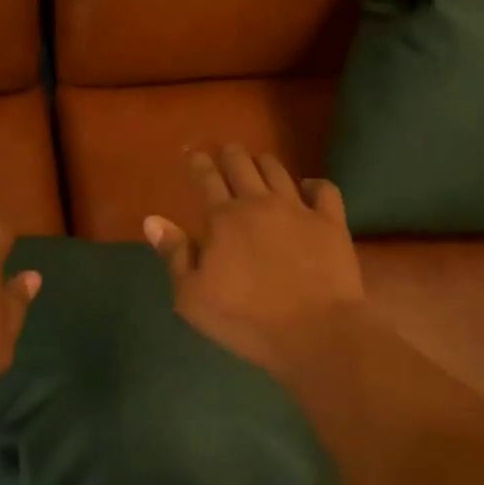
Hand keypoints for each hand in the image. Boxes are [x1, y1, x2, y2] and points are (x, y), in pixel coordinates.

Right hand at [143, 146, 366, 384]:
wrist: (314, 333)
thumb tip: (152, 220)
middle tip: (226, 150)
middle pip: (241, 164)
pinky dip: (313, 184)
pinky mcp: (331, 222)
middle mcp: (258, 203)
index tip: (192, 152)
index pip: (207, 178)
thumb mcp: (192, 297)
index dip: (198, 162)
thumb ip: (174, 254)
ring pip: (278, 170)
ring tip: (259, 162)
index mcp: (223, 218)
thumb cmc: (245, 320)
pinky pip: (323, 189)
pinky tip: (307, 188)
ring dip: (264, 163)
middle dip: (230, 154)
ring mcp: (298, 209)